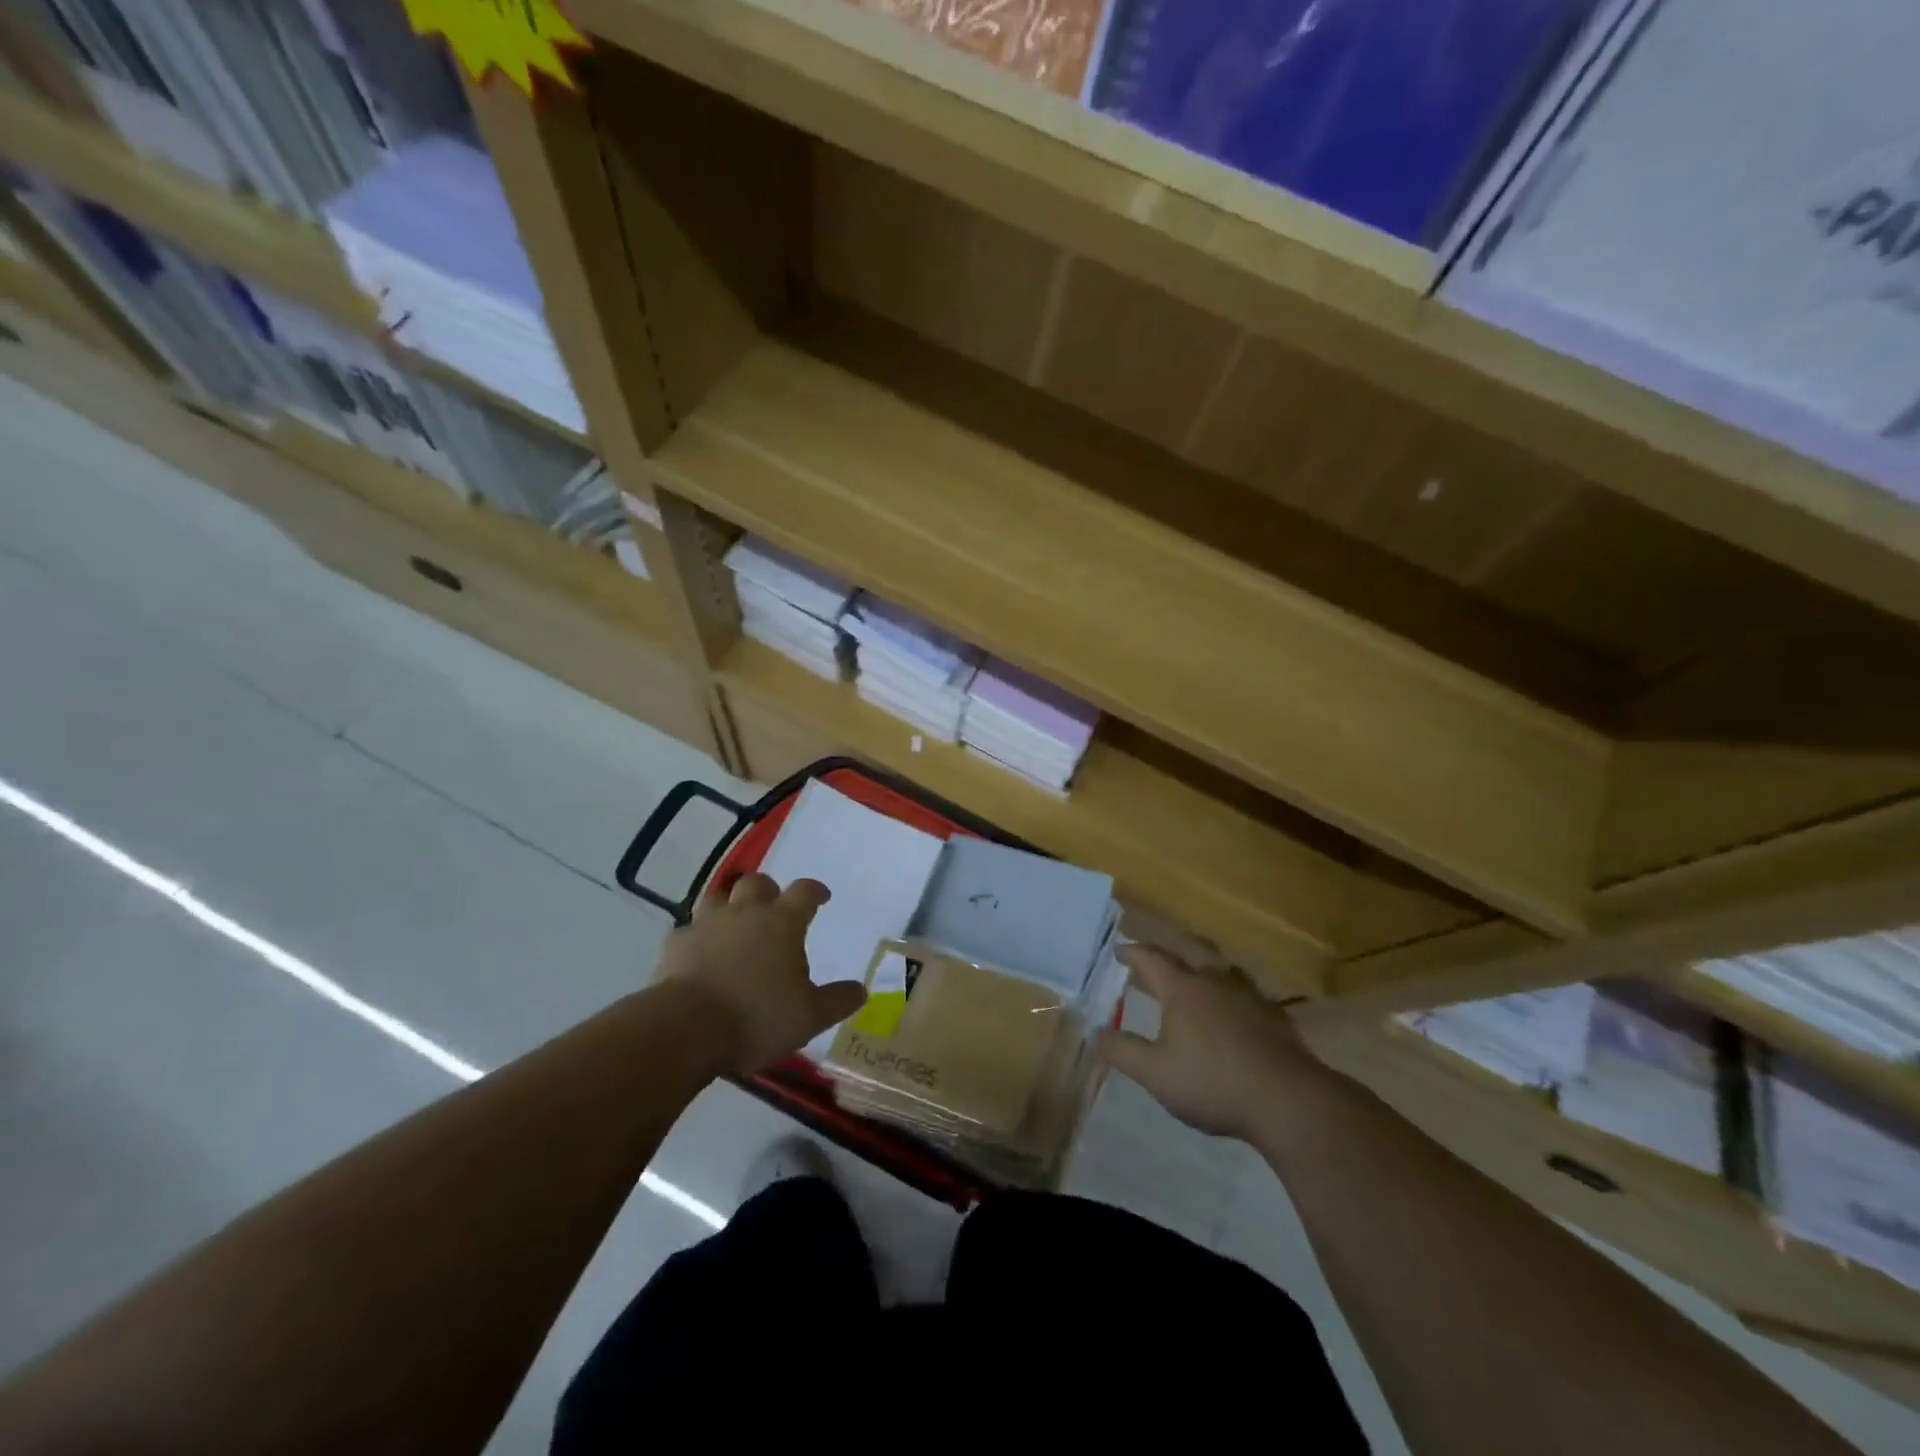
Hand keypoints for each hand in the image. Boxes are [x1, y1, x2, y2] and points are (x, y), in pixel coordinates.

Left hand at [655, 872, 866, 1074]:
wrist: (686, 1028)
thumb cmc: (757, 1017)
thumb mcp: (810, 1016)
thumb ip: (838, 1000)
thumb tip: (861, 989)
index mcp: (782, 922)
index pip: (804, 891)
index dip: (815, 891)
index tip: (821, 897)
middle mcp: (745, 912)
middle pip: (758, 883)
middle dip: (768, 891)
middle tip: (774, 909)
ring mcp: (706, 924)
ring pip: (718, 897)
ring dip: (729, 905)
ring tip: (735, 924)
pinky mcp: (676, 944)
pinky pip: (688, 930)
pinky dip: (697, 937)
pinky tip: (699, 954)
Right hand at [1097, 945, 1322, 1139]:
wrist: (1288, 1101)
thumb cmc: (1212, 1082)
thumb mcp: (1156, 1074)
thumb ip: (1123, 1051)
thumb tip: (1095, 1031)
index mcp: (1183, 989)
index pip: (1152, 958)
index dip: (1132, 952)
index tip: (1119, 949)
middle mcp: (1216, 981)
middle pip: (1192, 950)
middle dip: (1172, 948)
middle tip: (1159, 954)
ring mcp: (1250, 996)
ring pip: (1224, 967)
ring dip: (1206, 965)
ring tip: (1198, 975)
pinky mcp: (1275, 1016)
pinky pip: (1246, 991)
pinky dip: (1231, 992)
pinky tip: (1234, 1010)